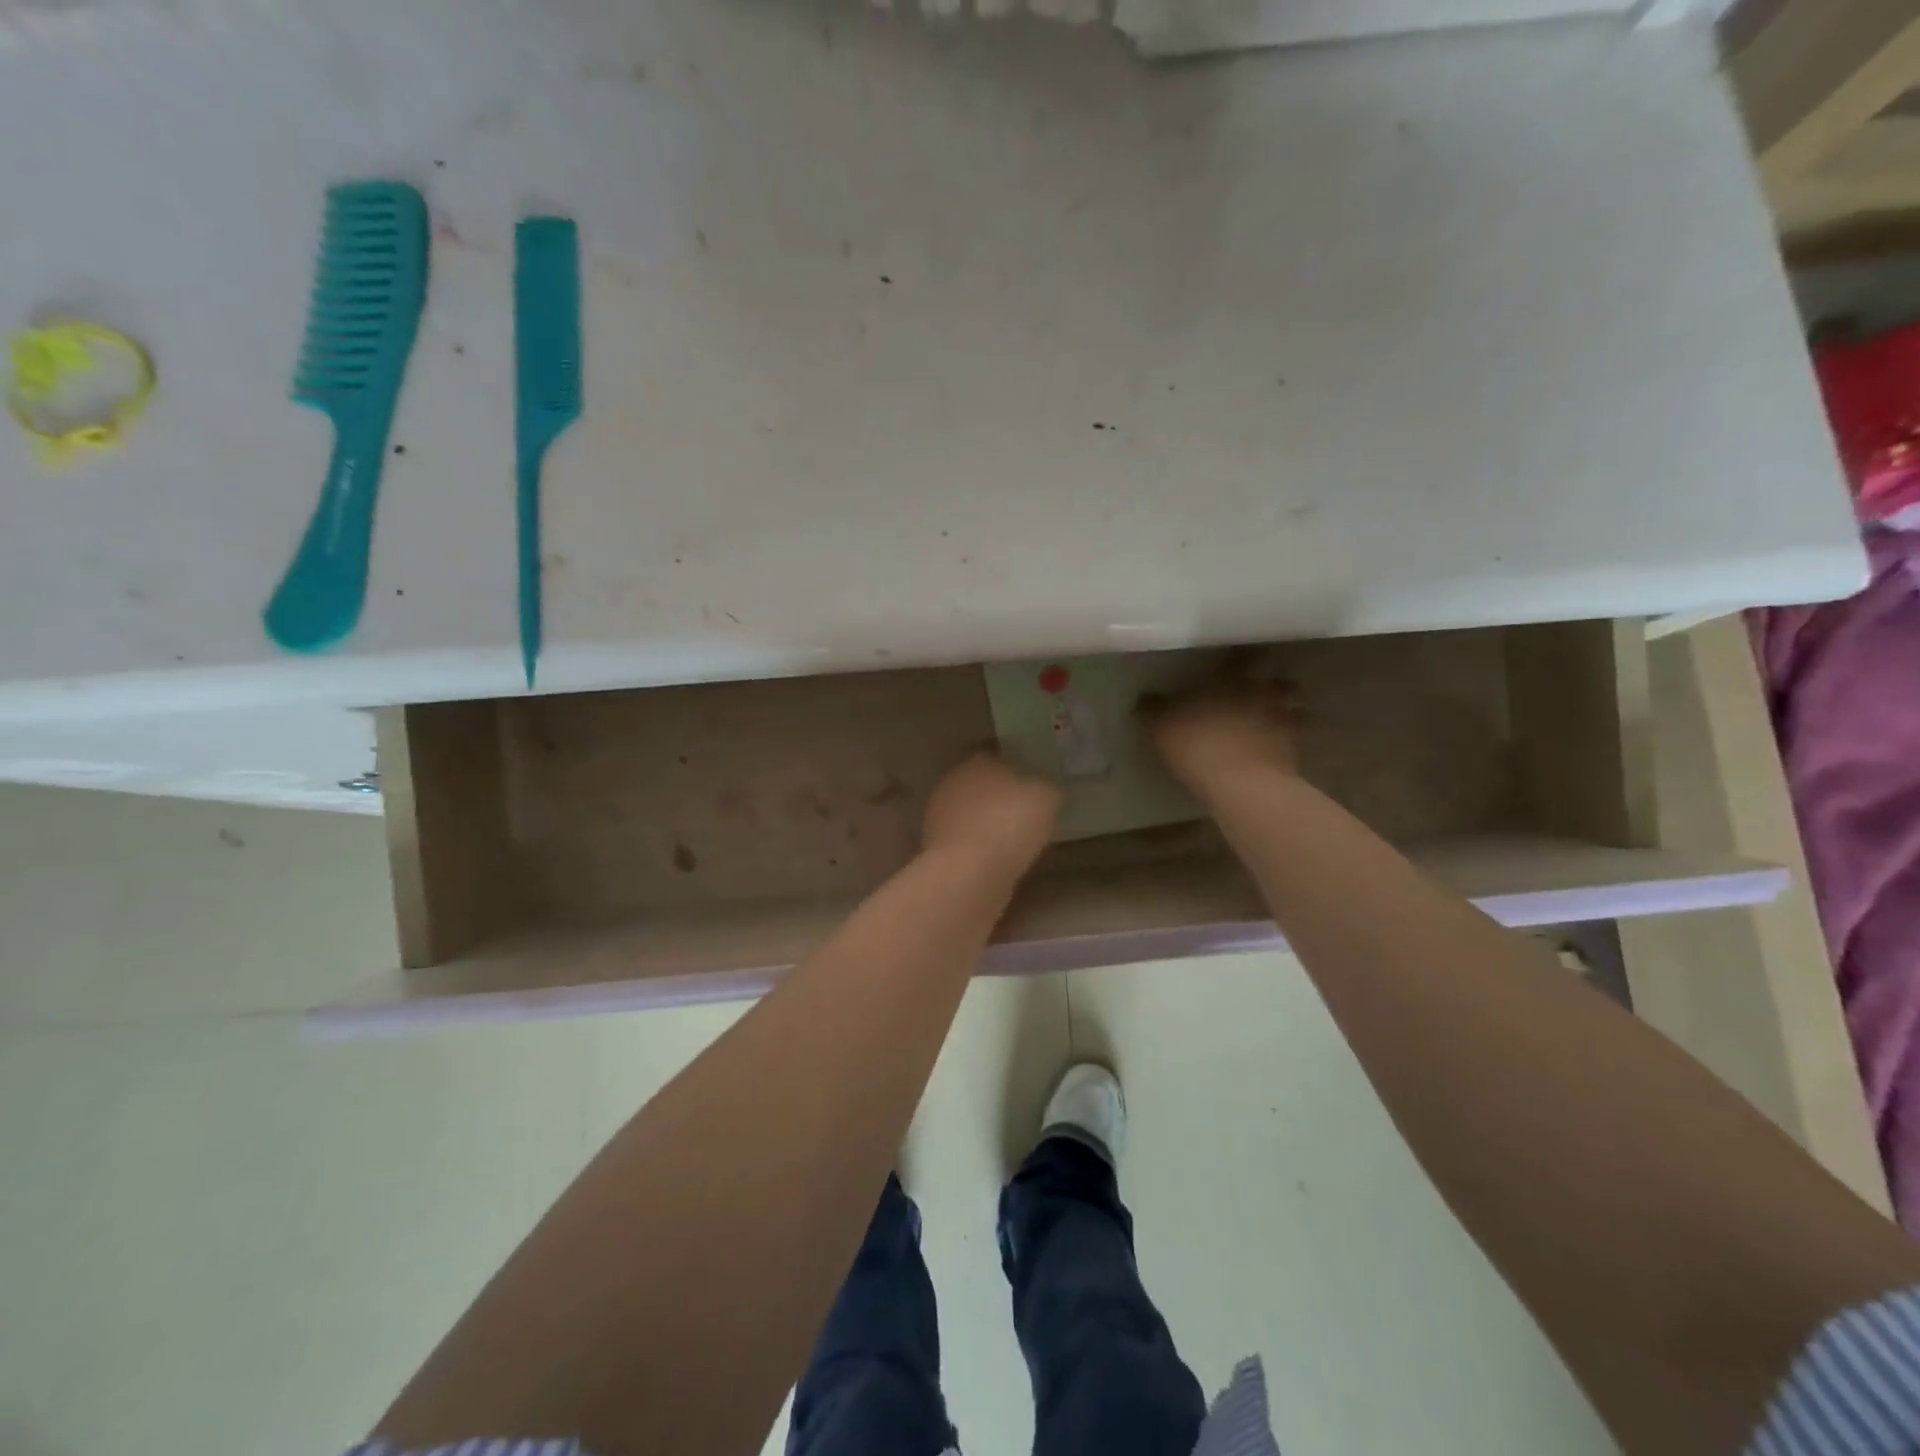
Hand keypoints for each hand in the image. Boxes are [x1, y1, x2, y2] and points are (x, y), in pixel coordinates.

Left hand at [921, 751, 1061, 879]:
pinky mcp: (936, 847)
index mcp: (977, 761)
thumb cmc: (1010, 823)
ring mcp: (939, 815)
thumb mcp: (1046, 797)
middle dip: (997, 794)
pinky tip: (997, 857)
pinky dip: (978, 845)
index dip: (1011, 764)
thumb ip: (1045, 786)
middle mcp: (953, 782)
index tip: (1028, 777)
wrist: (969, 872)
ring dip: (985, 821)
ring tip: (1012, 837)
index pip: (993, 753)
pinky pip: (964, 840)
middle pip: (978, 783)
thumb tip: (1042, 788)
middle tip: (1022, 808)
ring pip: (968, 812)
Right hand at [1140, 657, 1300, 796]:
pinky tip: (1273, 748)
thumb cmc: (1199, 745)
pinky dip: (1288, 739)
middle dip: (1271, 682)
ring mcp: (1286, 722)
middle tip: (1257, 691)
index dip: (1243, 658)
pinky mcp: (1296, 751)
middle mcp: (1266, 693)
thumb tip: (1146, 697)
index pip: (1247, 656)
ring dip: (1286, 709)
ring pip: (1295, 707)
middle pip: (1280, 679)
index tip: (1234, 663)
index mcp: (1234, 679)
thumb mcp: (1161, 726)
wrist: (1242, 787)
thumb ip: (1153, 708)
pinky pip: (1296, 738)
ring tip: (1270, 719)